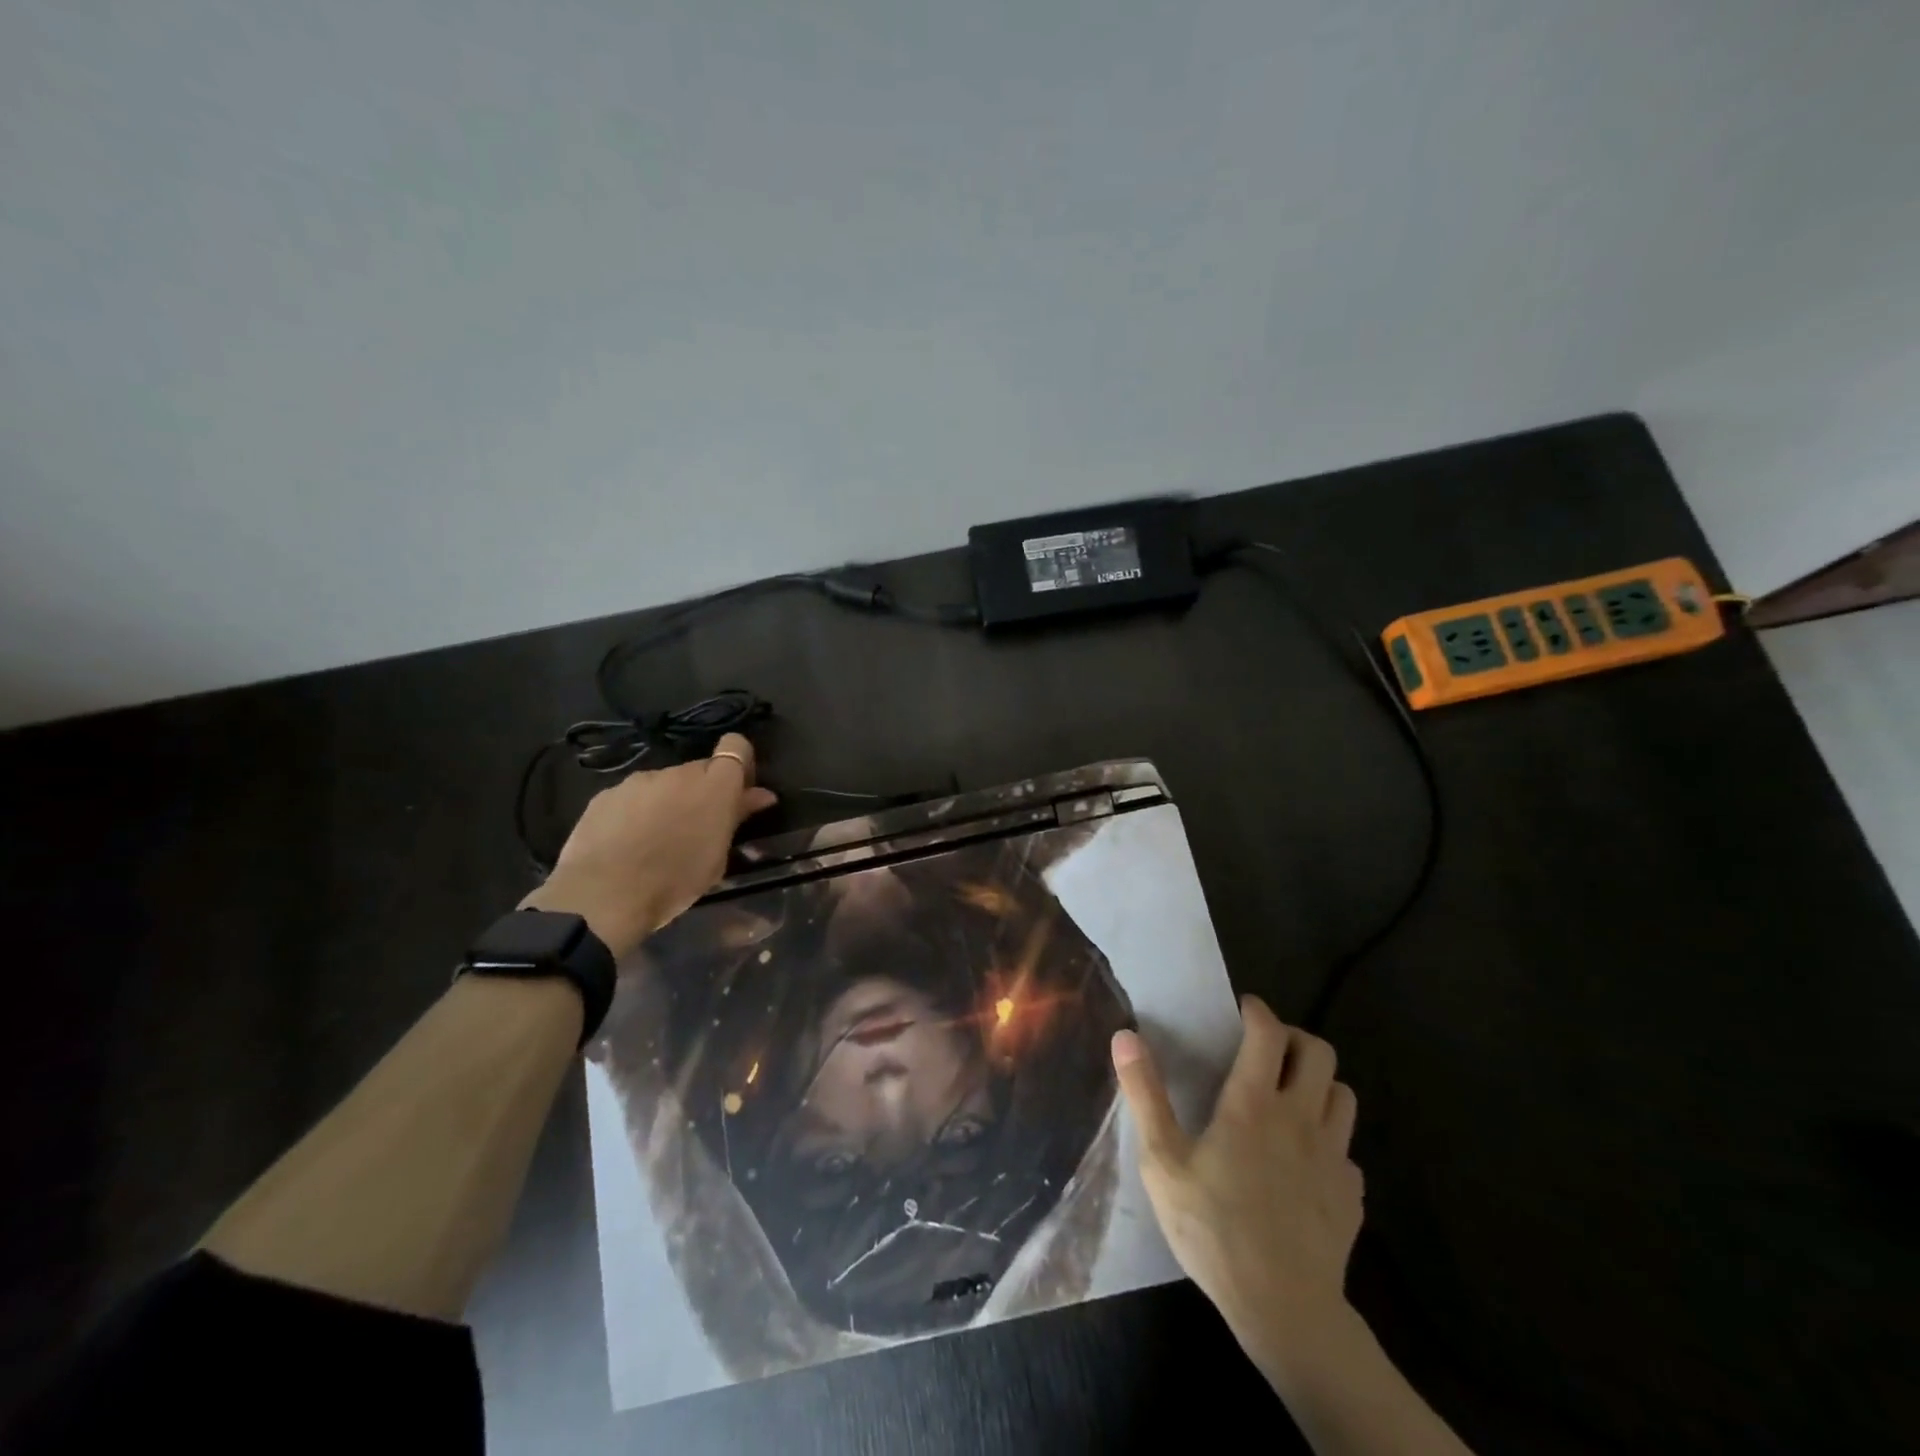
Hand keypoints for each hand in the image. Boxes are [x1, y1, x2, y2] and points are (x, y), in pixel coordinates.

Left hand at [519, 733, 776, 956]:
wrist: (602, 896)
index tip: (739, 792)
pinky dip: (638, 811)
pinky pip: (634, 796)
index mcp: (715, 786)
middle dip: (704, 791)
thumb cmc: (674, 882)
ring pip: (666, 783)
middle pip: (700, 769)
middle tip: (698, 827)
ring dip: (670, 801)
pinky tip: (628, 842)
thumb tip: (760, 794)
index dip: (740, 764)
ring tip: (658, 839)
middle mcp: (679, 773)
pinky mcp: (607, 793)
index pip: (736, 747)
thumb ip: (737, 817)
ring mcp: (640, 780)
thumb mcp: (717, 856)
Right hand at [1112, 996, 1363, 1379]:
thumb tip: (1126, 1036)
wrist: (1284, 1310)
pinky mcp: (1351, 1192)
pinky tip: (1306, 1160)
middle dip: (1294, 1037)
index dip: (1257, 1011)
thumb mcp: (1163, 1163)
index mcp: (1253, 1103)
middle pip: (1319, 1052)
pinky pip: (1347, 1146)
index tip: (1242, 1010)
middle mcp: (1300, 1117)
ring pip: (1343, 1094)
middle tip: (1266, 1049)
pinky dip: (1329, 1138)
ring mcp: (1333, 1155)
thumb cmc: (1214, 1229)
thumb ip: (1145, 1095)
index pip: (1268, 1033)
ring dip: (1318, 1083)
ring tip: (1290, 1096)